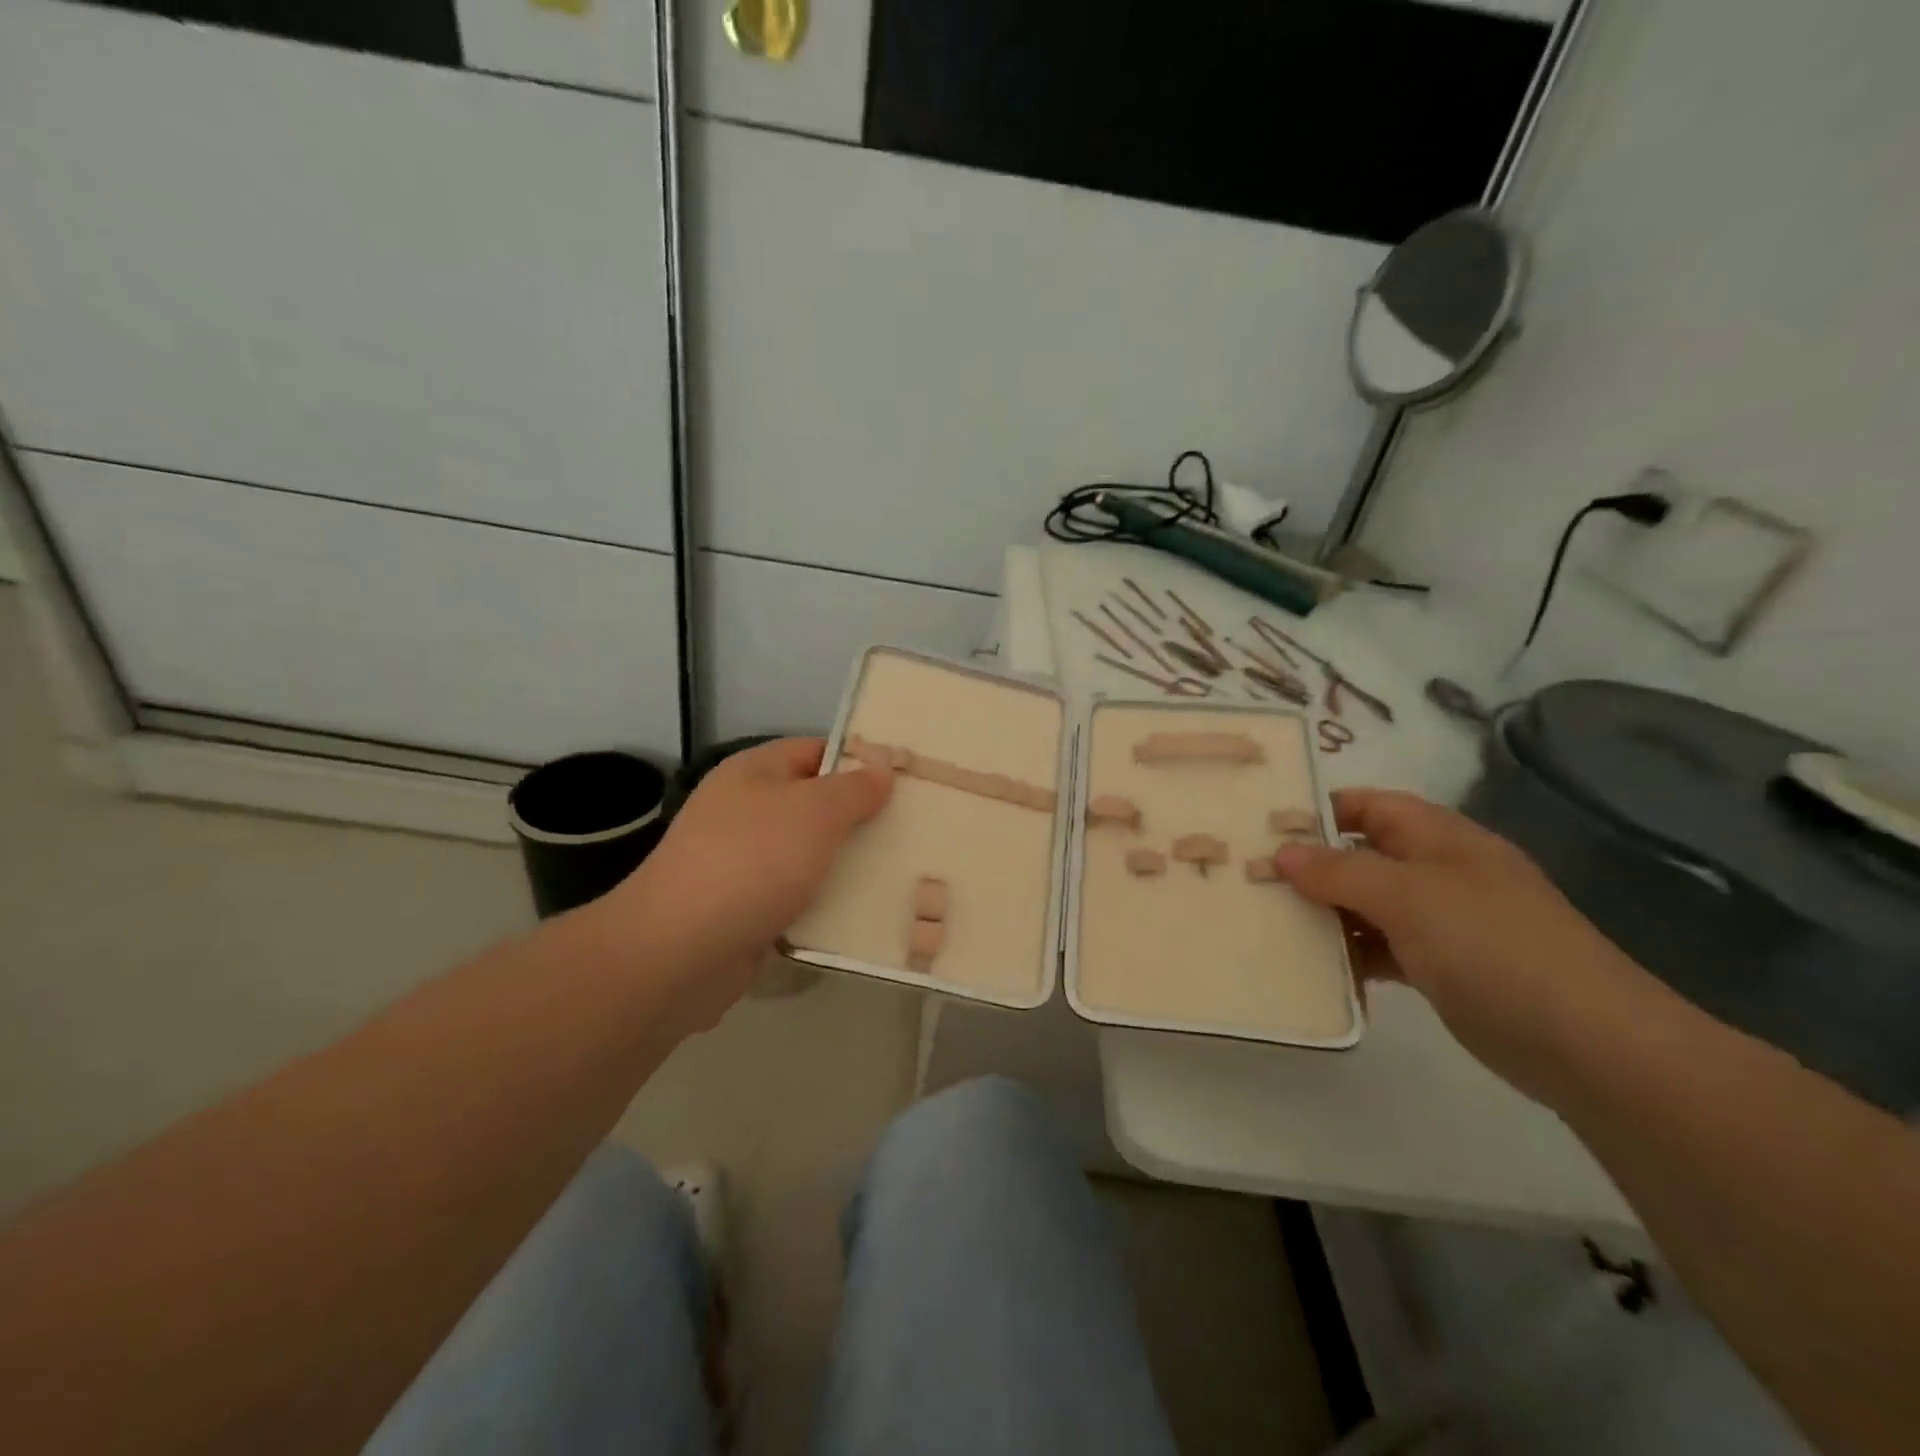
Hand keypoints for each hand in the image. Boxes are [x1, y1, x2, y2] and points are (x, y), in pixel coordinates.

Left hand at [601, 738, 891, 1025]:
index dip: (859, 760)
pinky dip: (827, 903)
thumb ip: (853, 788)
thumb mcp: (814, 812)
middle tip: (914, 828)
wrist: (679, 952)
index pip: (816, 750)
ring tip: (903, 871)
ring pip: (810, 854)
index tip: (905, 779)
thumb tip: (880, 768)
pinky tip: (867, 913)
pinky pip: (799, 897)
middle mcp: (746, 811)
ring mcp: (744, 863)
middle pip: (816, 805)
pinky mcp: (748, 909)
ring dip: (849, 865)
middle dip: (861, 818)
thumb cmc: (752, 862)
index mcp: (755, 773)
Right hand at [1275, 789, 1638, 1100]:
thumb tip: (1282, 852)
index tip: (1267, 827)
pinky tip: (1317, 968)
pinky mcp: (1443, 968)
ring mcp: (1444, 922)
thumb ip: (1340, 871)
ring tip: (1271, 923)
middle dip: (1311, 865)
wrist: (1589, 1044)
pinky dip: (1352, 954)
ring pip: (1368, 904)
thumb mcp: (1408, 897)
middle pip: (1363, 855)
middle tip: (1254, 879)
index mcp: (1440, 838)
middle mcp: (1440, 872)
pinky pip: (1383, 948)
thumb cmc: (1492, 946)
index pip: (1369, 805)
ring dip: (1326, 913)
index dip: (1320, 809)